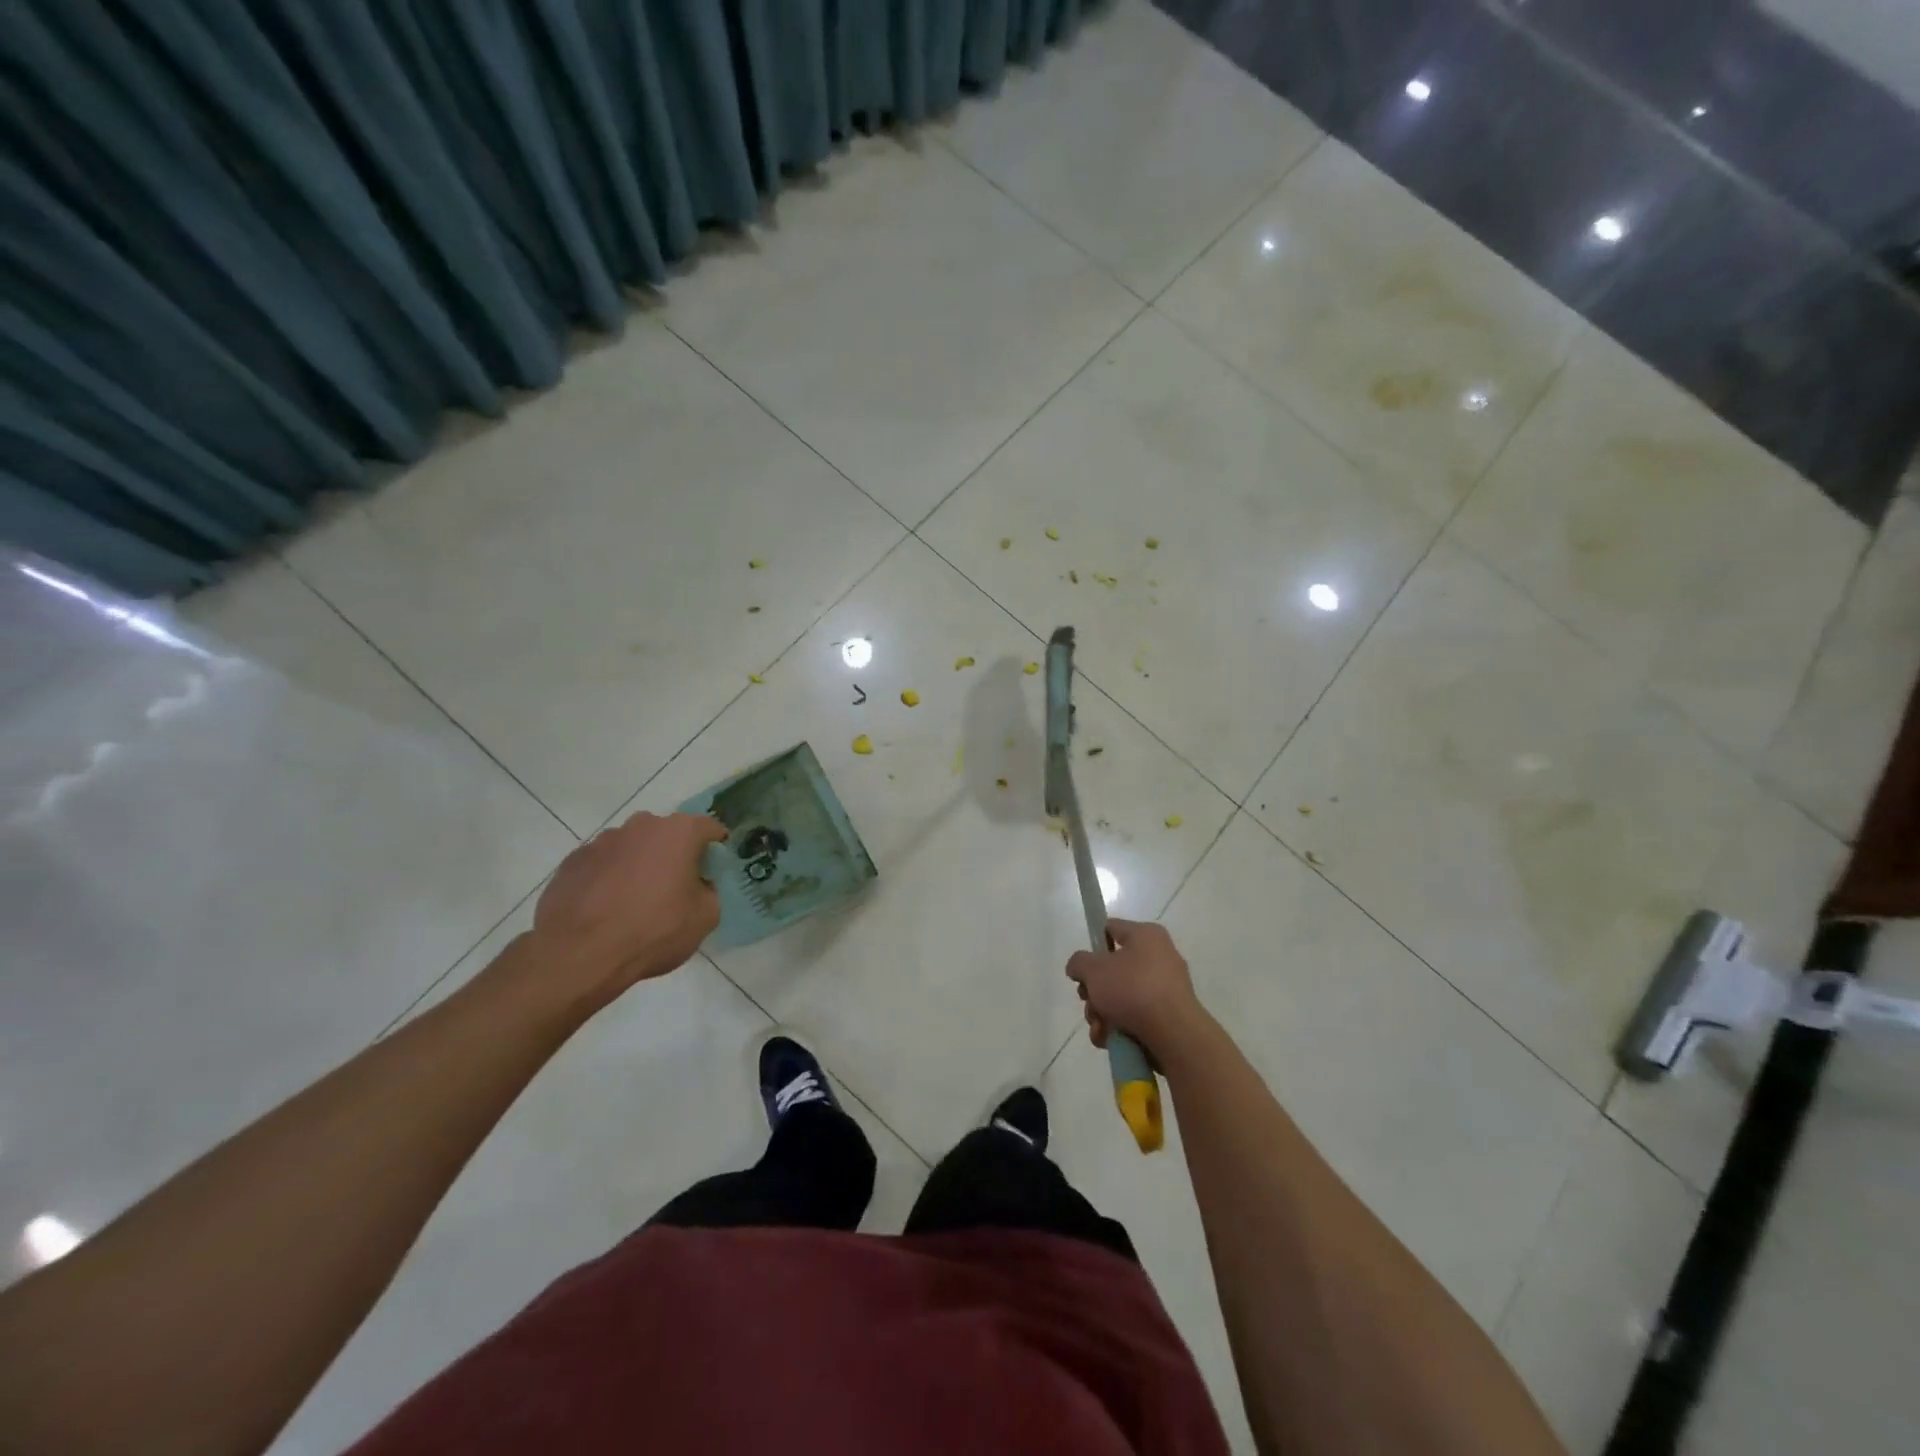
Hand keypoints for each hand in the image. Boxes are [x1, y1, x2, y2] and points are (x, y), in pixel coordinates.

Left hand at [528, 811, 726, 1008]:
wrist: (580, 954)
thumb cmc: (654, 930)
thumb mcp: (705, 917)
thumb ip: (709, 891)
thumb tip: (697, 886)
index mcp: (679, 832)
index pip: (710, 828)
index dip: (716, 849)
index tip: (714, 870)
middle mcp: (641, 825)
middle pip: (667, 835)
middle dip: (674, 856)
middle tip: (674, 889)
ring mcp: (602, 841)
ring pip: (632, 849)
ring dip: (638, 866)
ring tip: (634, 903)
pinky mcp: (572, 861)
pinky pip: (602, 865)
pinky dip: (608, 879)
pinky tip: (605, 909)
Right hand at [1065, 918, 1202, 1054]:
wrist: (1174, 1034)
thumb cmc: (1132, 989)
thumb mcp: (1093, 969)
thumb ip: (1079, 962)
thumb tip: (1079, 967)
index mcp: (1146, 935)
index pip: (1111, 929)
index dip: (1092, 945)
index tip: (1082, 967)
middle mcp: (1160, 957)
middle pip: (1113, 969)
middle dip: (1094, 990)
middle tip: (1088, 1000)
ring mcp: (1166, 988)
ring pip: (1121, 997)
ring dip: (1102, 1013)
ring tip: (1099, 1027)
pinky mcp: (1168, 1016)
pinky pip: (1136, 1016)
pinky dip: (1119, 1027)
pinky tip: (1109, 1039)